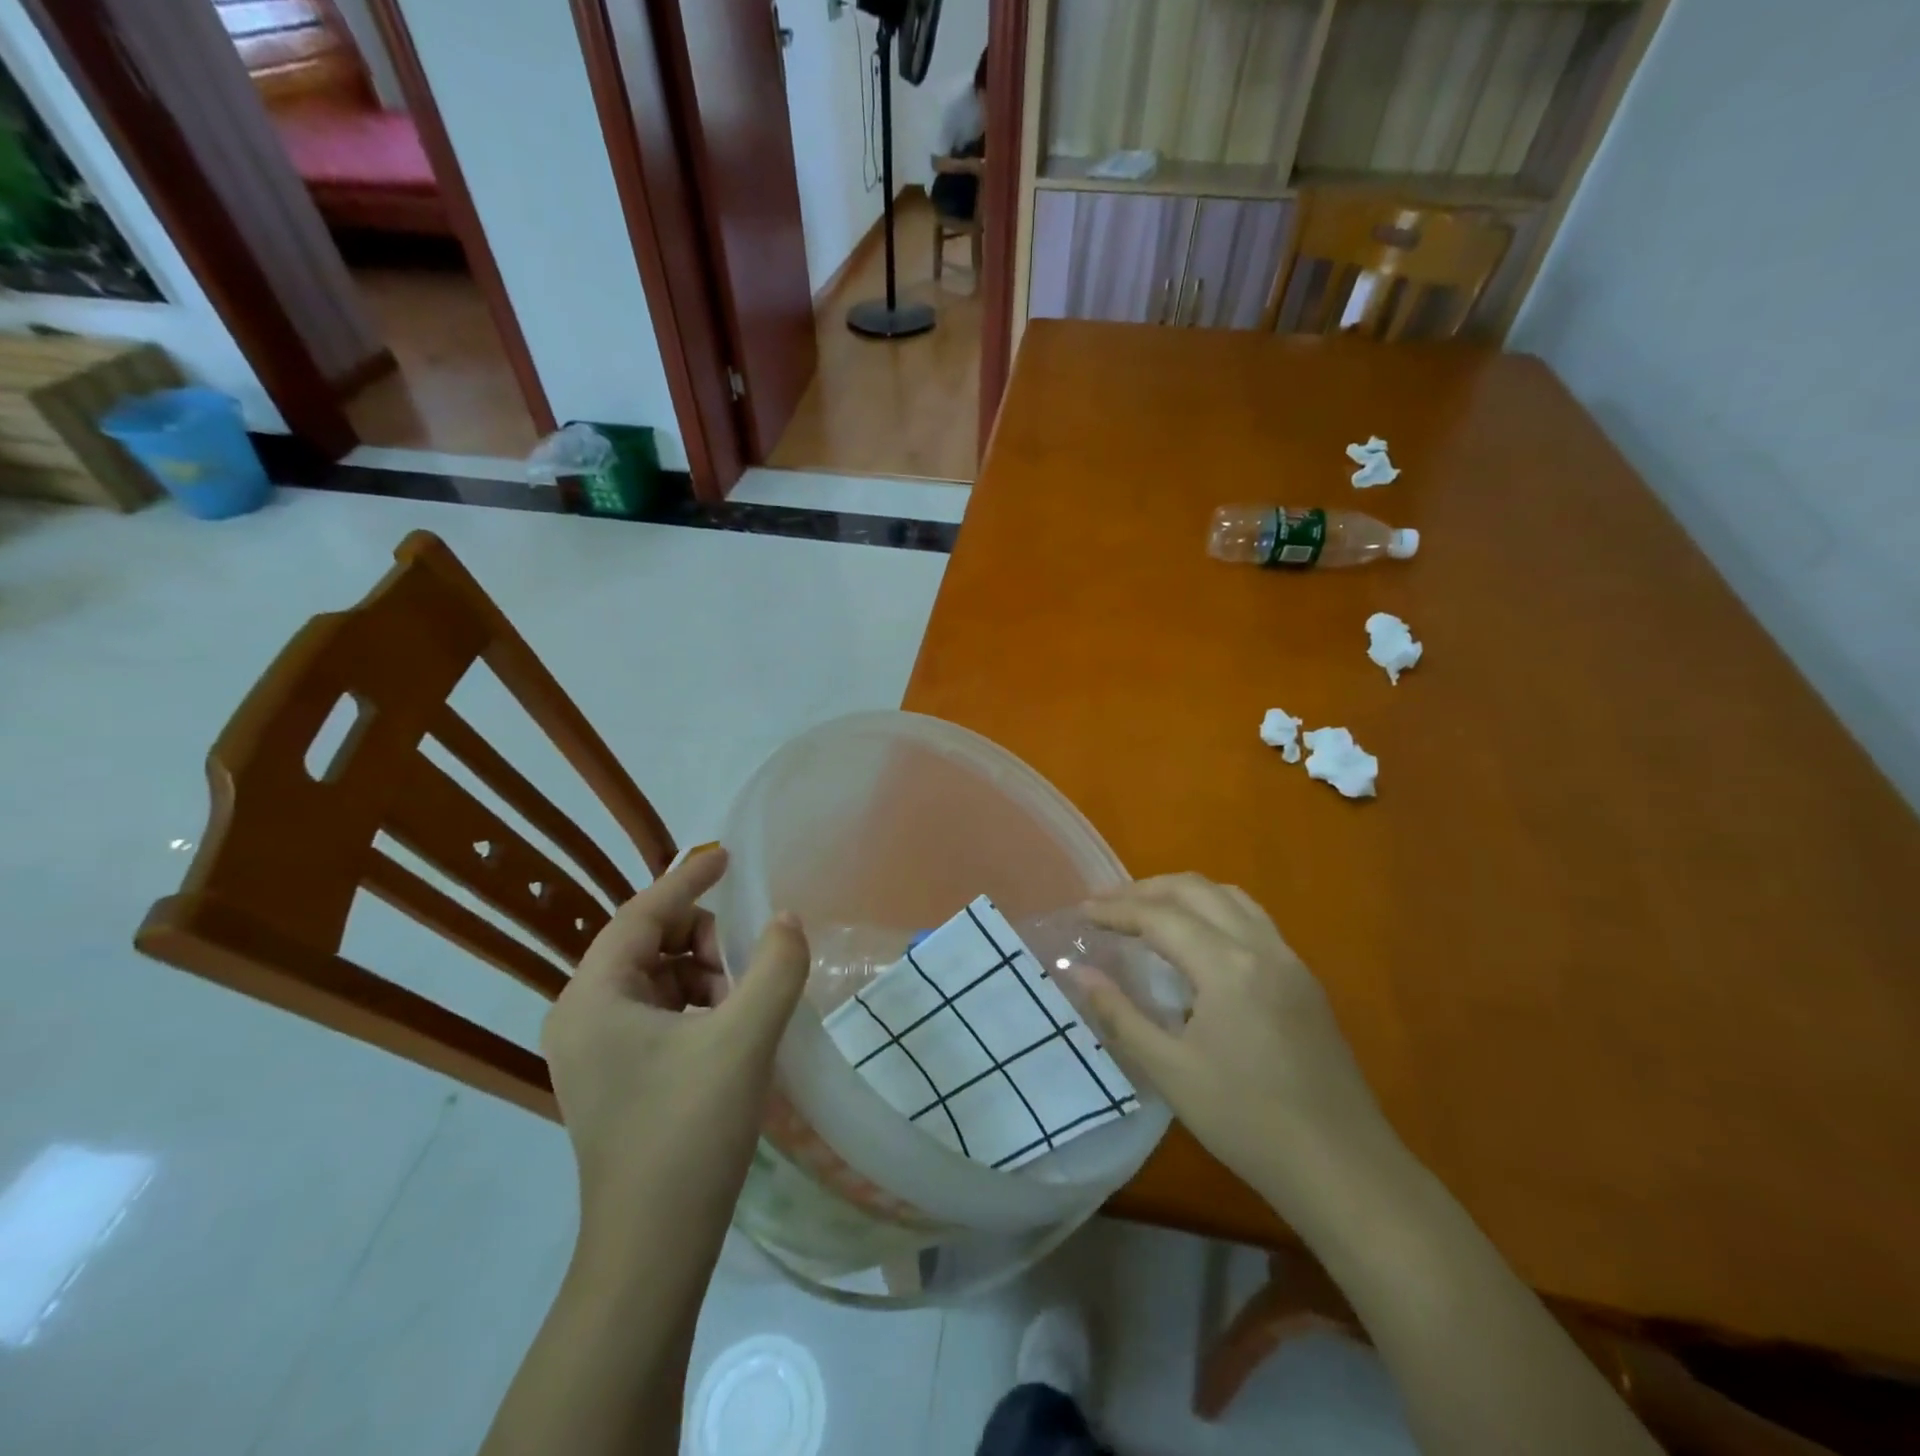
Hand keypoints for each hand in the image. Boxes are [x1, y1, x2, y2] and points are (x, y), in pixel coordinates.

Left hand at [540, 845, 807, 1231]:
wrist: (652, 1249)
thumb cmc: (689, 1133)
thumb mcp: (744, 1040)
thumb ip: (775, 967)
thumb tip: (788, 920)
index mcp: (594, 998)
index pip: (642, 914)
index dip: (688, 881)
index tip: (727, 858)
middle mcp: (582, 1015)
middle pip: (649, 943)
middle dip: (704, 942)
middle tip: (747, 971)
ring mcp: (594, 1049)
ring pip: (658, 978)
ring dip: (705, 976)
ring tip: (742, 1008)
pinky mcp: (613, 1075)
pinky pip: (658, 1012)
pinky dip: (696, 1005)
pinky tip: (728, 1032)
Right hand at [1076, 874, 1391, 1201]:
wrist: (1342, 1168)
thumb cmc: (1246, 1121)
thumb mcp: (1170, 1071)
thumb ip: (1119, 1014)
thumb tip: (1078, 972)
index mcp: (1227, 966)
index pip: (1160, 917)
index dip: (1116, 910)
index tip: (1082, 912)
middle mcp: (1261, 947)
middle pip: (1196, 890)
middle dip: (1146, 889)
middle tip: (1108, 904)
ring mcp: (1289, 960)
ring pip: (1230, 897)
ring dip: (1183, 893)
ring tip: (1148, 911)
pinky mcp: (1304, 979)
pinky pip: (1253, 919)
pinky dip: (1214, 911)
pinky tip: (1198, 941)